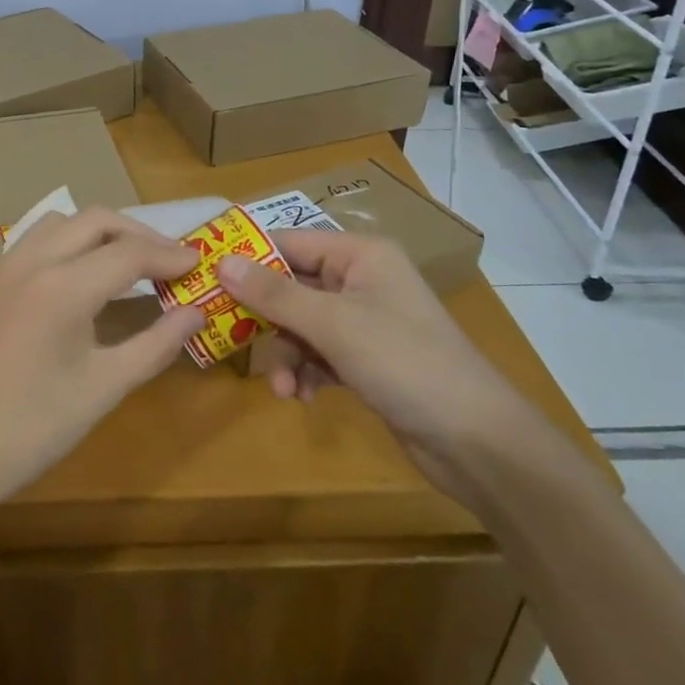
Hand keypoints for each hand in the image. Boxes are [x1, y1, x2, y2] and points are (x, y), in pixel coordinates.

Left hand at [0, 208, 203, 510]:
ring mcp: (4, 266)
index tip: (200, 262)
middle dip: (139, 234)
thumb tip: (196, 313)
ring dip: (101, 231)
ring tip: (128, 262)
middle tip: (169, 261)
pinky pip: (36, 239)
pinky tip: (80, 276)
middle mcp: (33, 261)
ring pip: (62, 222)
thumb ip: (155, 345)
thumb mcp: (102, 389)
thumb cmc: (30, 429)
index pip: (130, 253)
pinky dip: (69, 241)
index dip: (169, 256)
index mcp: (64, 286)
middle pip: (97, 220)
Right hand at [216, 231, 531, 496]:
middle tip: (229, 336)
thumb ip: (275, 294)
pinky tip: (302, 397)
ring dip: (286, 354)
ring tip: (282, 388)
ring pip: (301, 324)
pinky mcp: (367, 359)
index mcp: (360, 254)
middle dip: (266, 318)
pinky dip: (306, 372)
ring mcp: (365, 321)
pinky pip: (319, 353)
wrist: (477, 441)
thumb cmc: (405, 363)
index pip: (290, 242)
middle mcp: (361, 280)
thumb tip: (222, 262)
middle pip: (292, 285)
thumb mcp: (333, 325)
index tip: (207, 277)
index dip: (249, 258)